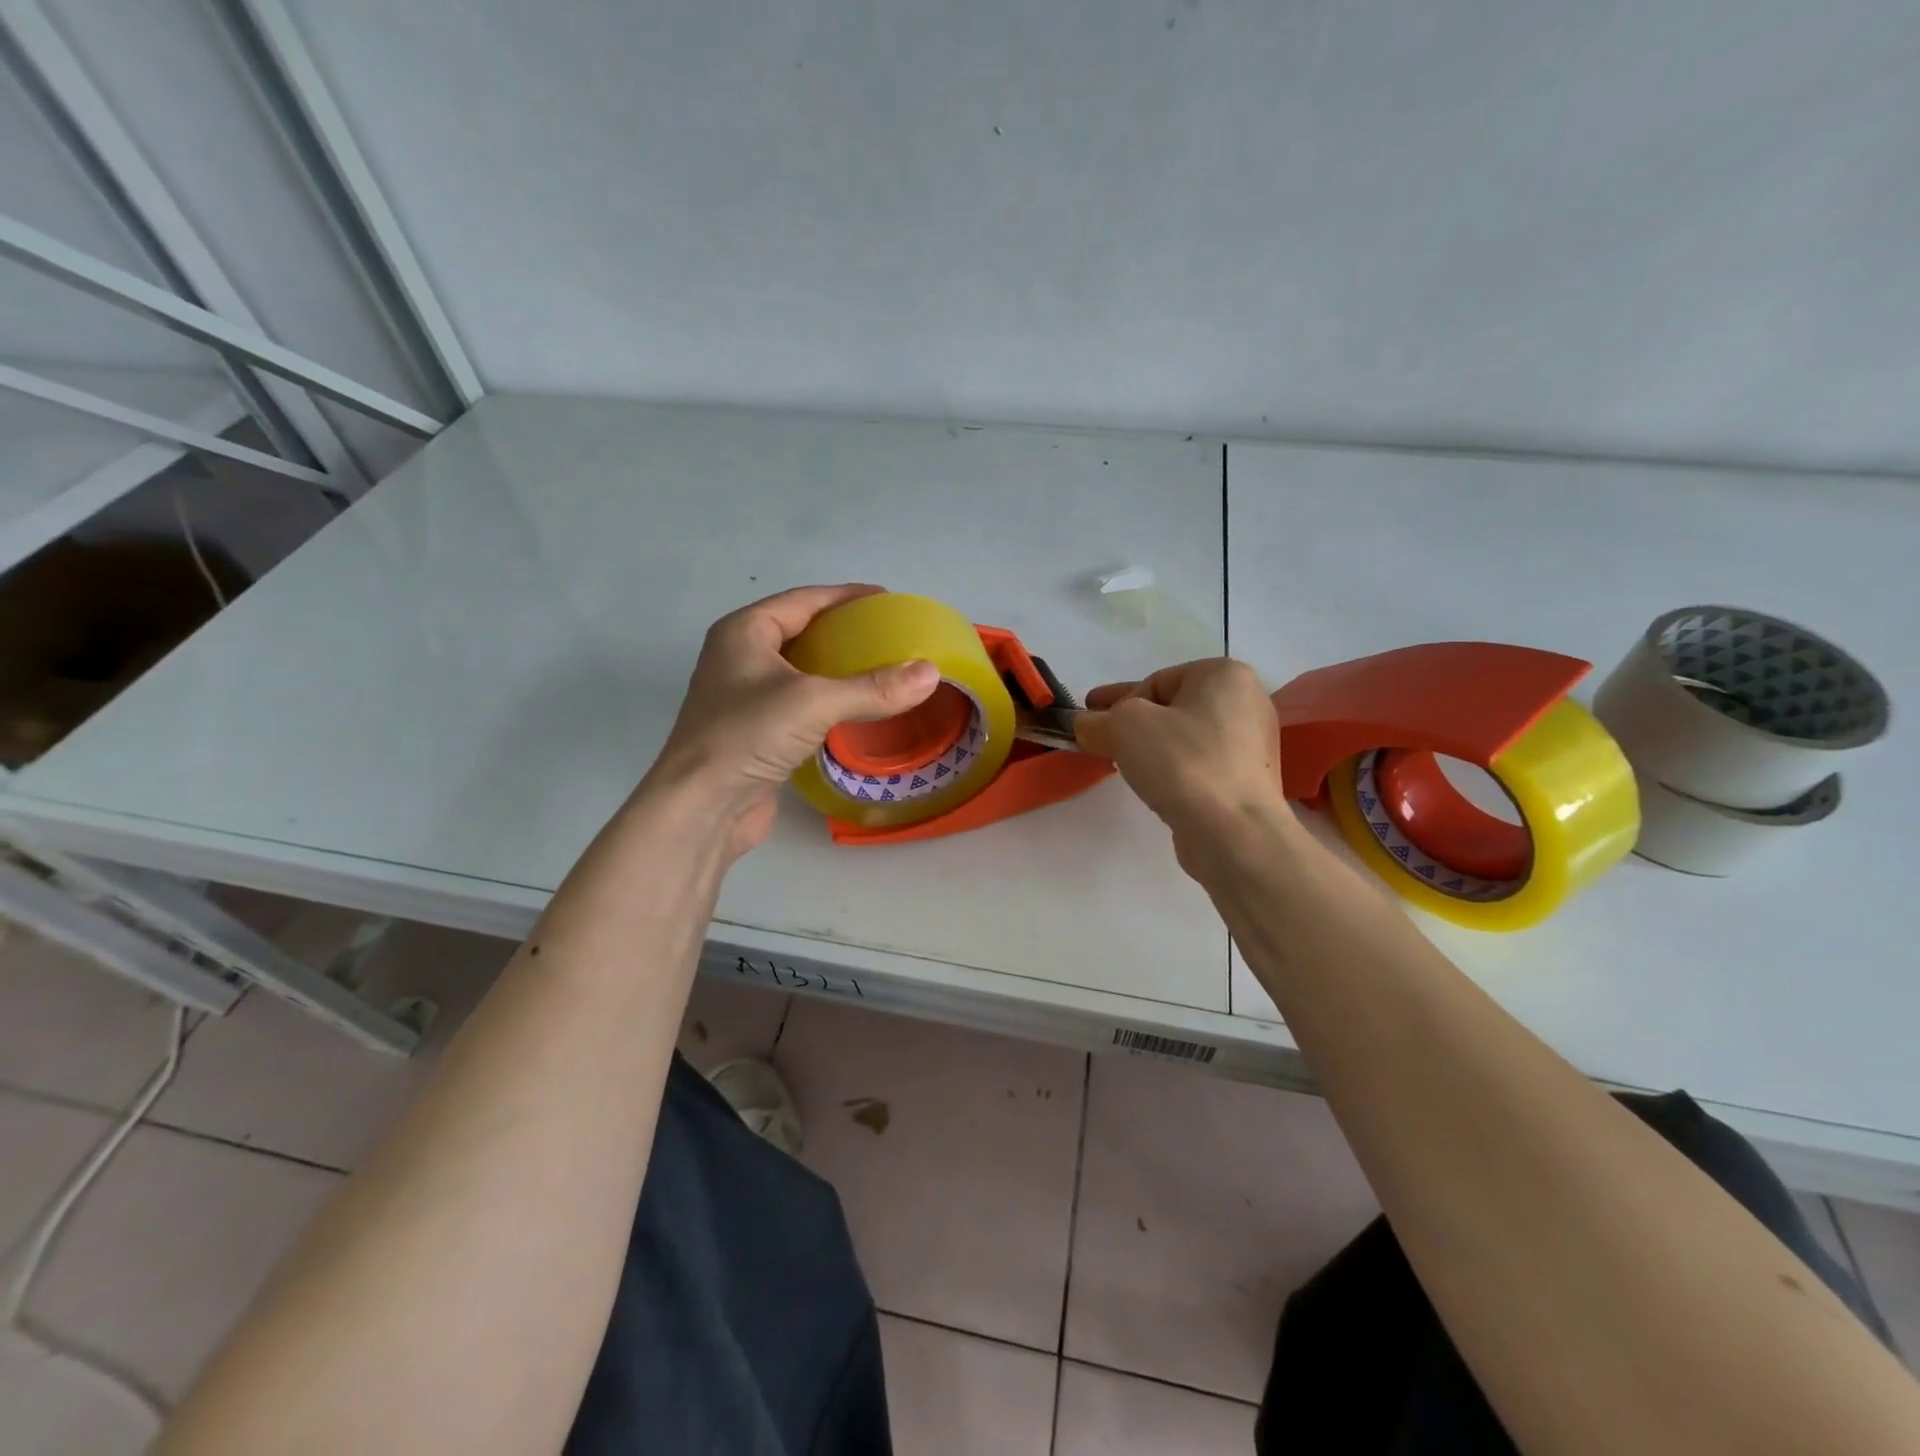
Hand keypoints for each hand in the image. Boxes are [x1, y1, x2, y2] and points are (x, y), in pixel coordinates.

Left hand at [646, 585, 940, 858]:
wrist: (701, 807)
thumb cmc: (747, 736)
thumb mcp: (814, 702)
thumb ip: (874, 687)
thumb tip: (931, 672)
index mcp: (744, 631)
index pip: (804, 600)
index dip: (846, 596)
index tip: (887, 600)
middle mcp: (740, 657)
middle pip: (801, 631)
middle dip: (844, 631)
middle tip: (889, 635)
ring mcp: (744, 696)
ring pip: (801, 670)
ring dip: (837, 668)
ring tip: (882, 669)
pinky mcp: (755, 731)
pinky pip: (799, 703)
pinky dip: (828, 700)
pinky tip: (857, 708)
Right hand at [1073, 658, 1293, 874]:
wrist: (1234, 833)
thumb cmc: (1182, 763)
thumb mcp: (1124, 727)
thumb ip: (1097, 720)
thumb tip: (1087, 726)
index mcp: (1225, 675)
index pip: (1156, 682)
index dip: (1118, 702)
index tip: (1091, 722)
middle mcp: (1247, 703)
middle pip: (1172, 708)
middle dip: (1133, 723)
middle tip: (1100, 739)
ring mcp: (1252, 746)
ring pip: (1185, 739)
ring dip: (1152, 748)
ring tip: (1123, 765)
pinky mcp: (1248, 783)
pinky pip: (1199, 766)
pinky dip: (1173, 771)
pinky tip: (1155, 787)